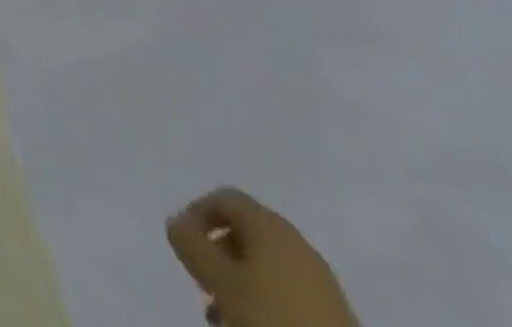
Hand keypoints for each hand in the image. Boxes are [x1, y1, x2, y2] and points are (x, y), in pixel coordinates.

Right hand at [166, 188, 357, 326]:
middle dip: (218, 255)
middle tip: (203, 284)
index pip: (224, 197)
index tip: (184, 246)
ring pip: (266, 266)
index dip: (197, 214)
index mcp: (270, 224)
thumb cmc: (272, 319)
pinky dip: (265, 300)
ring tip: (224, 315)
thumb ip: (193, 245)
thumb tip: (176, 220)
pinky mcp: (335, 313)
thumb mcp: (221, 282)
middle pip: (246, 232)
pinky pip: (288, 291)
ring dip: (239, 282)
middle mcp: (296, 241)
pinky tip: (256, 324)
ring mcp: (320, 278)